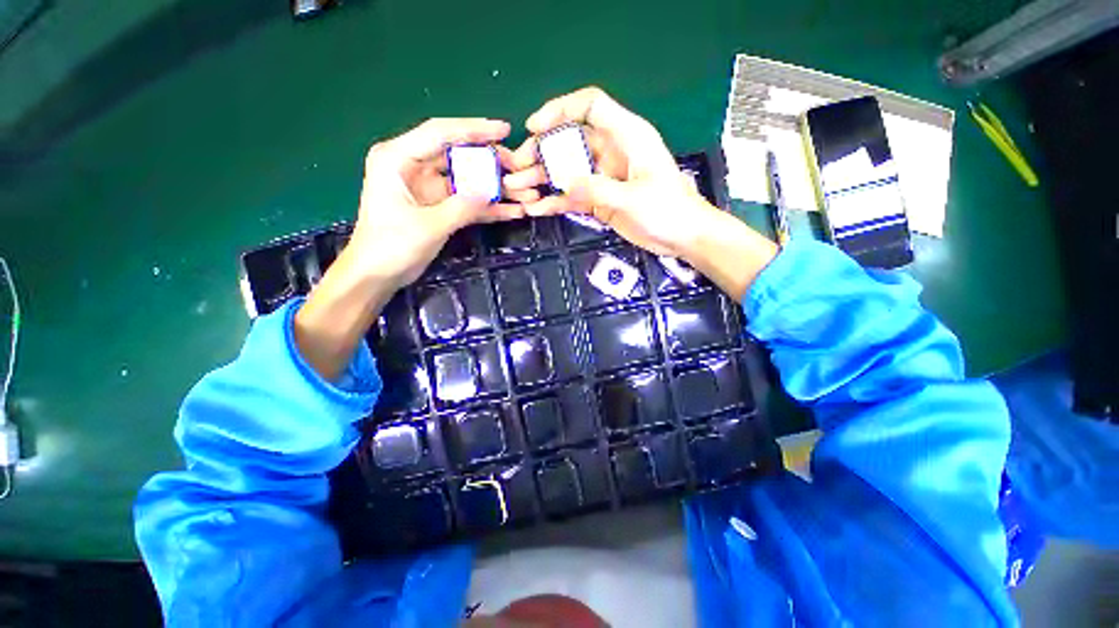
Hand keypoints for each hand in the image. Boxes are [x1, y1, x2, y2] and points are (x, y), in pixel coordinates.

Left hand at [351, 118, 525, 289]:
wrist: (378, 274)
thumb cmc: (391, 246)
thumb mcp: (428, 226)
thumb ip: (462, 207)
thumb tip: (493, 193)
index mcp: (398, 158)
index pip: (440, 133)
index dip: (474, 130)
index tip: (504, 129)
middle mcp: (414, 166)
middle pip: (458, 155)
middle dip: (490, 161)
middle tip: (518, 167)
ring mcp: (429, 188)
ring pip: (467, 179)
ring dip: (494, 186)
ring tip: (523, 192)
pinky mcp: (439, 206)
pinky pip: (468, 201)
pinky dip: (488, 207)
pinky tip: (512, 211)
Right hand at [503, 87, 718, 257]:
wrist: (682, 236)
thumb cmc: (667, 210)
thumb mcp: (633, 198)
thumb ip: (597, 189)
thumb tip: (564, 184)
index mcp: (626, 136)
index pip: (590, 106)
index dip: (560, 110)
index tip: (535, 127)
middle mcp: (610, 152)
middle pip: (569, 140)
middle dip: (541, 151)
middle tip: (516, 167)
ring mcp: (603, 178)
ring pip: (566, 170)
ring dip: (541, 178)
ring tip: (517, 190)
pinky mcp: (599, 200)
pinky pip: (572, 196)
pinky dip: (555, 201)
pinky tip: (536, 209)